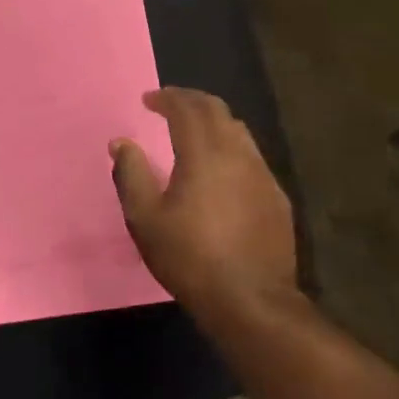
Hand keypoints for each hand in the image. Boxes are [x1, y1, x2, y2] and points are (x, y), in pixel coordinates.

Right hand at [111, 87, 297, 315]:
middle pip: (217, 110)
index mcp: (204, 153)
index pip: (187, 108)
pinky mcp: (277, 197)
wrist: (251, 300)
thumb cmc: (190, 258)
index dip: (167, 98)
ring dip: (214, 122)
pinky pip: (252, 157)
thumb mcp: (145, 219)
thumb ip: (131, 174)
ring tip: (194, 131)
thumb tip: (121, 143)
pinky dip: (231, 147)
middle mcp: (237, 154)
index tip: (149, 99)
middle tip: (170, 105)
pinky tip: (221, 169)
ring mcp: (263, 174)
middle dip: (191, 101)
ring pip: (239, 131)